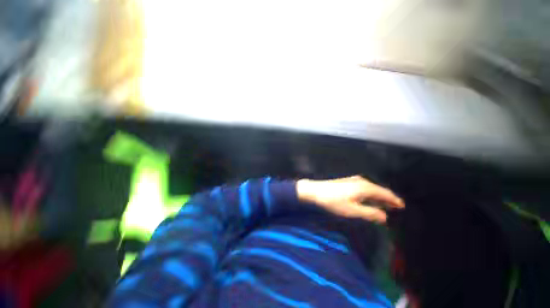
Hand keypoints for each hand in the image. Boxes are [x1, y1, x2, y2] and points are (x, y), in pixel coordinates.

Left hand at [296, 175, 403, 223]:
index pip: (385, 193)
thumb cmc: (334, 201)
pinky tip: (368, 199)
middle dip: (387, 198)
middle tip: (395, 207)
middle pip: (379, 190)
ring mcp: (353, 180)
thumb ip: (370, 213)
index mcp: (365, 187)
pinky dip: (370, 194)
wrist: (316, 191)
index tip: (402, 206)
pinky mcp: (347, 182)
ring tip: (384, 204)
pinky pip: (364, 188)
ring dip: (378, 196)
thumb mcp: (353, 210)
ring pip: (371, 188)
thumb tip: (384, 216)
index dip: (394, 200)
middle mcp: (361, 181)